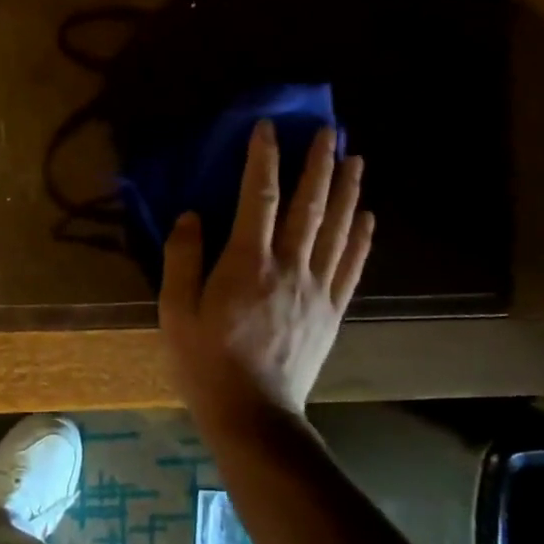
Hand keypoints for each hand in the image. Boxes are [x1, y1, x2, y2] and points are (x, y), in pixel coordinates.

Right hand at [159, 122, 373, 429]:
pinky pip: (351, 267)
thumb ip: (182, 259)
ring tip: (354, 159)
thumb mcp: (176, 311)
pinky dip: (361, 238)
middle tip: (329, 131)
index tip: (267, 128)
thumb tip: (191, 215)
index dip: (263, 159)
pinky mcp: (332, 311)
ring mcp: (316, 289)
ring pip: (336, 230)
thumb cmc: (205, 361)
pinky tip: (368, 217)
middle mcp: (289, 267)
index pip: (257, 198)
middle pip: (308, 206)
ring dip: (347, 191)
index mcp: (247, 263)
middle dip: (318, 164)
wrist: (253, 414)